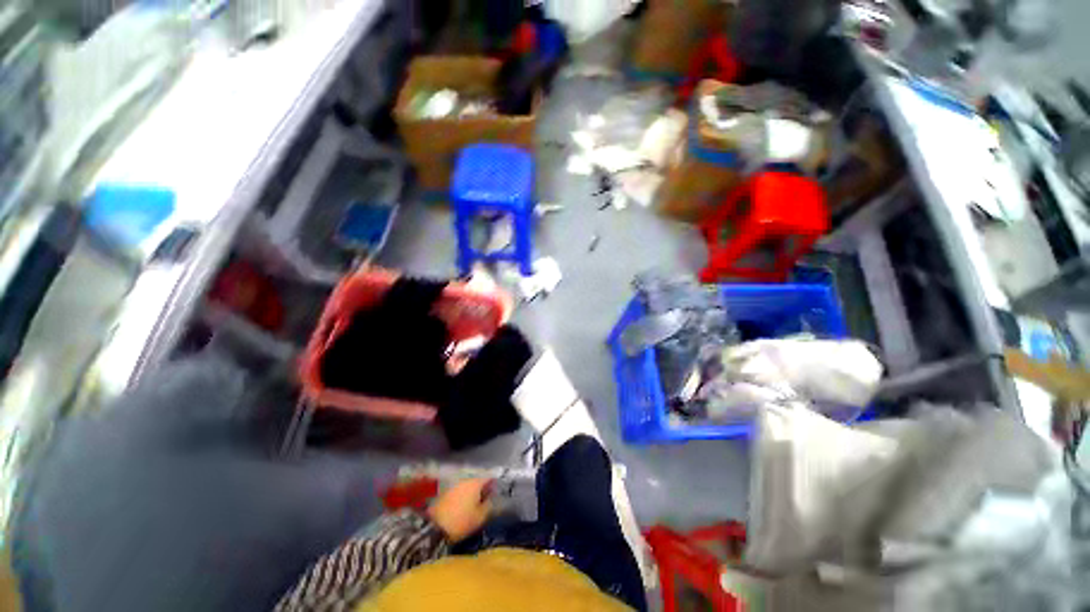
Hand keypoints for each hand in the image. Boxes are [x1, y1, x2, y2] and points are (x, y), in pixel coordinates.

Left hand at [427, 478, 492, 542]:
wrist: (434, 528)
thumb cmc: (461, 521)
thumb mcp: (480, 517)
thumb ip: (489, 505)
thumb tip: (492, 498)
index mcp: (475, 483)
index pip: (489, 478)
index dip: (494, 485)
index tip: (496, 493)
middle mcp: (465, 480)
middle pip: (477, 481)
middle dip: (482, 489)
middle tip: (485, 500)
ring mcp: (454, 486)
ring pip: (467, 486)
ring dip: (472, 493)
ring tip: (474, 504)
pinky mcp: (445, 493)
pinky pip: (459, 492)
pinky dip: (463, 497)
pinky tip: (463, 506)